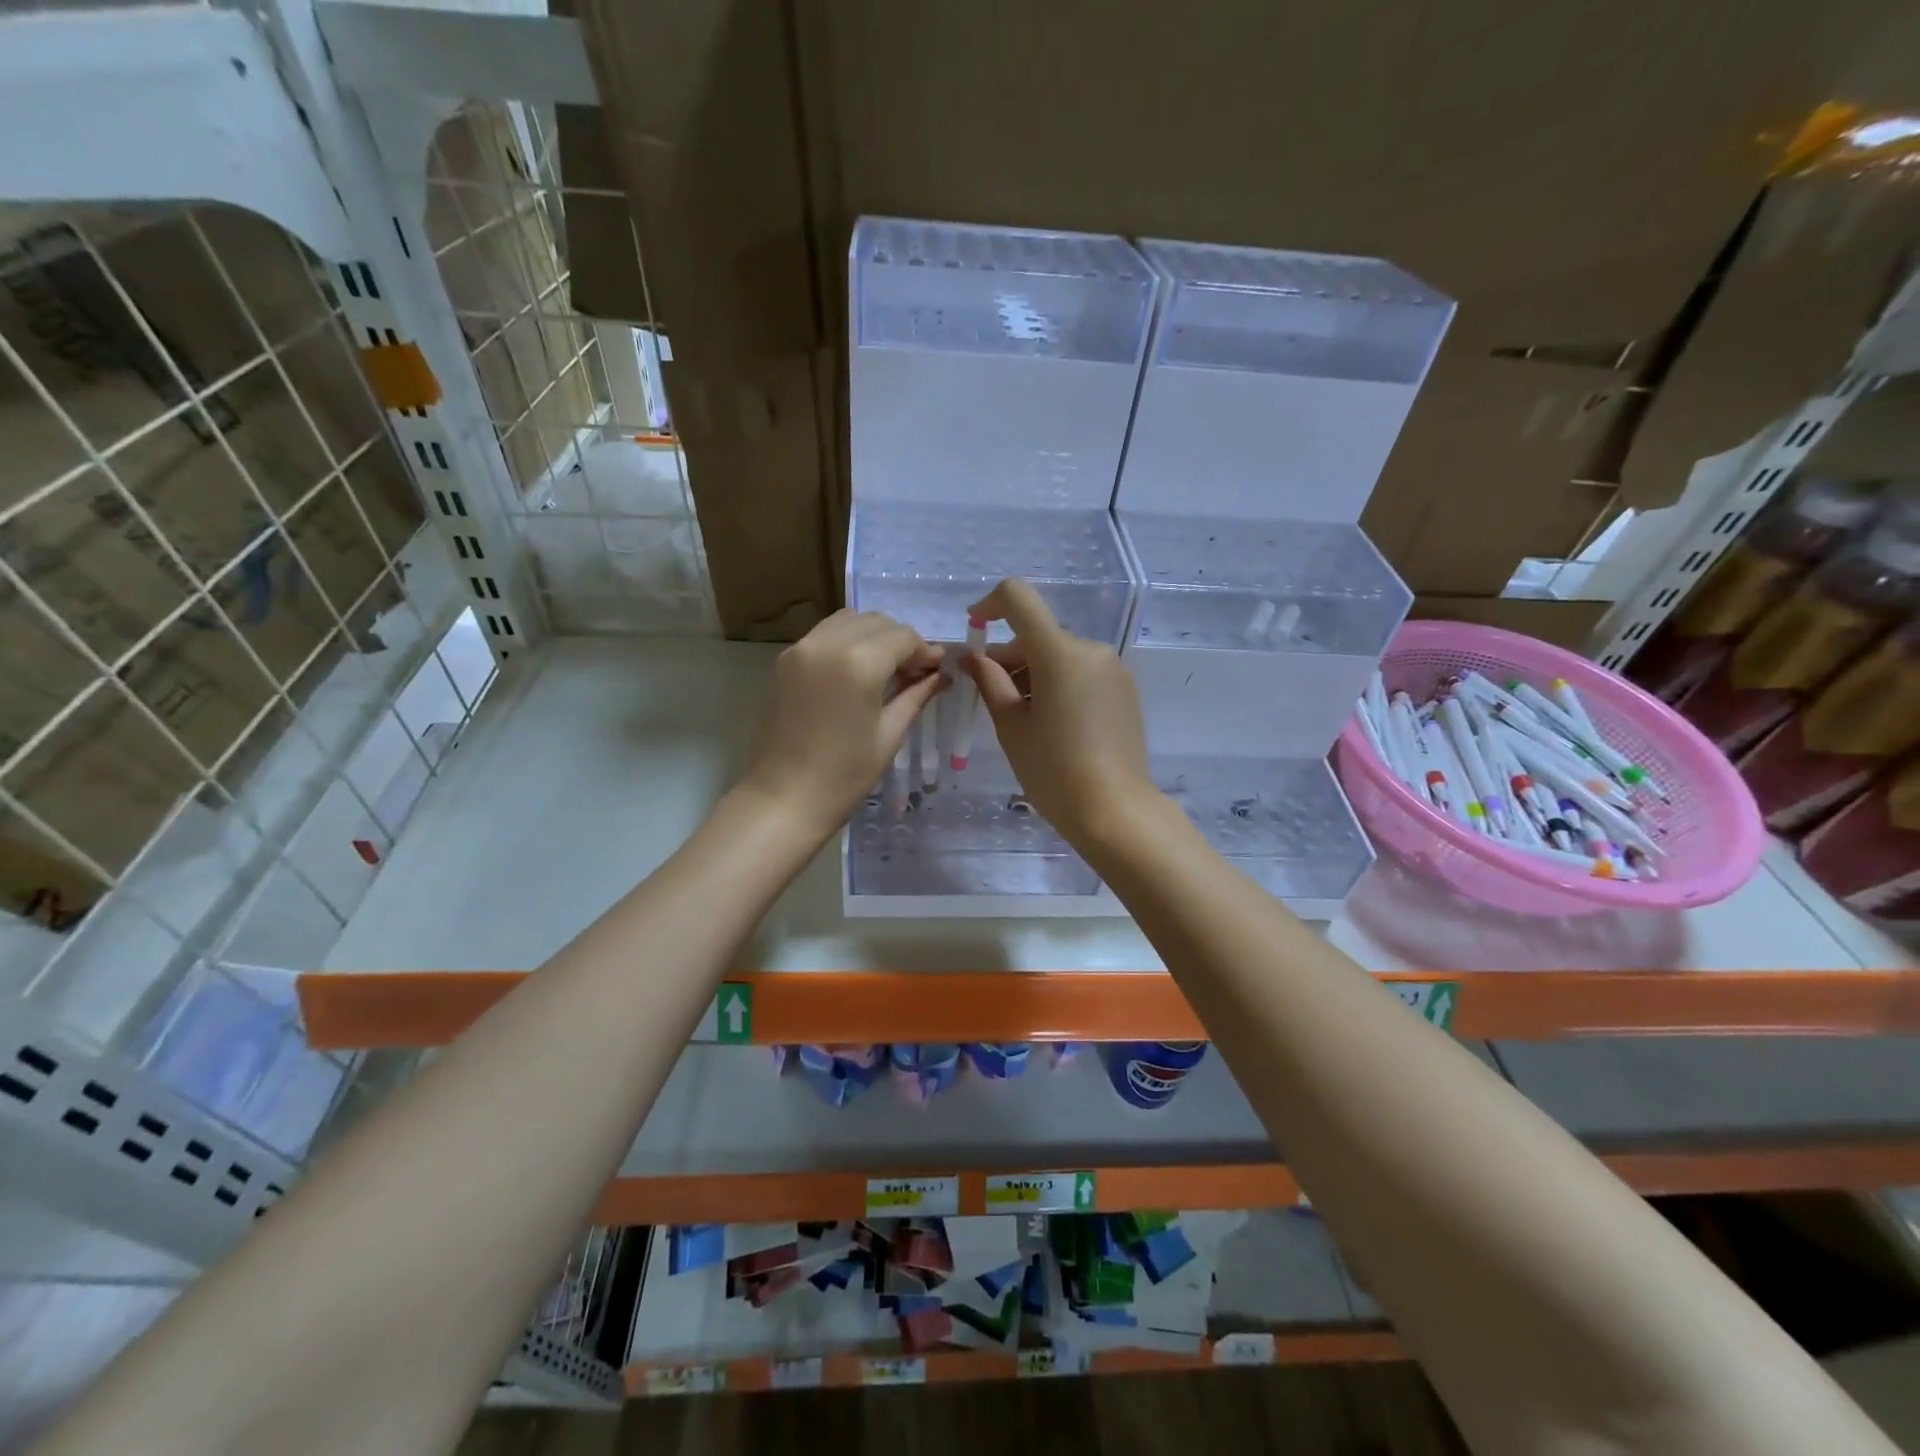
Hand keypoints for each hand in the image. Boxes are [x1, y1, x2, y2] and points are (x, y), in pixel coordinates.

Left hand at [741, 609, 944, 840]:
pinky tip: (857, 671)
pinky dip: (847, 641)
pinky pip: (825, 634)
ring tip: (886, 670)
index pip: (903, 636)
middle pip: (876, 622)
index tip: (937, 670)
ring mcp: (801, 648)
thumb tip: (940, 675)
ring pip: (849, 621)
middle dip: (900, 641)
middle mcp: (828, 643)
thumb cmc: (845, 775)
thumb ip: (915, 695)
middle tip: (915, 672)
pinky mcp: (785, 661)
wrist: (784, 799)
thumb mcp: (889, 734)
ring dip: (873, 636)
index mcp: (859, 662)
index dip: (925, 650)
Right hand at [962, 579, 1159, 849]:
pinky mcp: (1124, 690)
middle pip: (1038, 634)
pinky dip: (1058, 683)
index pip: (1019, 598)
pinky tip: (1052, 723)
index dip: (990, 604)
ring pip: (1060, 655)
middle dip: (1009, 656)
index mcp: (1059, 653)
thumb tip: (973, 658)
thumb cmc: (1053, 771)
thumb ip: (990, 683)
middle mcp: (1091, 650)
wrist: (1114, 811)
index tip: (974, 629)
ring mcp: (1113, 669)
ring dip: (1033, 672)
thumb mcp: (1012, 727)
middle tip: (988, 695)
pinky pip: (1081, 672)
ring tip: (1021, 717)